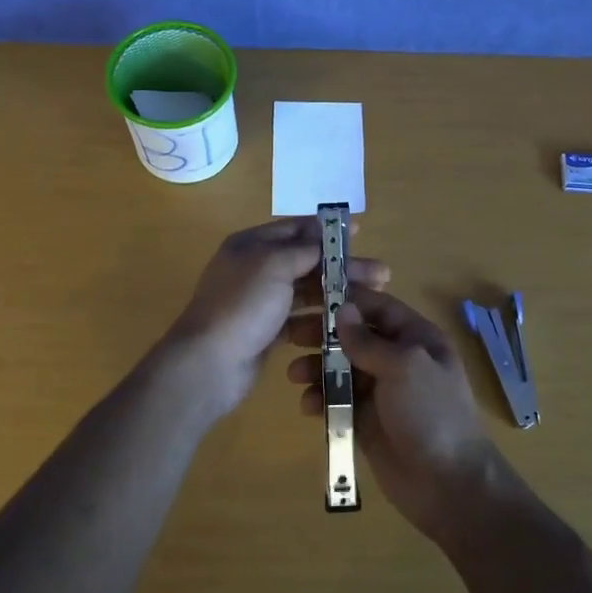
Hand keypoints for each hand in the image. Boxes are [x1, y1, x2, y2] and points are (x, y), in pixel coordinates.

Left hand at [167, 219, 388, 420]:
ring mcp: (260, 302)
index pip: (295, 229)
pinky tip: (345, 323)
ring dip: (337, 292)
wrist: (209, 363)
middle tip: (382, 274)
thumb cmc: (243, 305)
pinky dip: (321, 319)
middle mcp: (255, 269)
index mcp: (251, 245)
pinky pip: (300, 319)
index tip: (361, 233)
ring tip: (373, 299)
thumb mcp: (275, 265)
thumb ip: (304, 249)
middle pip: (307, 261)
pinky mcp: (266, 331)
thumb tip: (324, 235)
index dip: (328, 231)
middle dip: (343, 266)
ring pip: (306, 291)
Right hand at [287, 285, 504, 541]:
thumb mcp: (404, 367)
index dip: (347, 299)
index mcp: (417, 338)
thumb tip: (342, 310)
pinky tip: (308, 406)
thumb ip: (368, 341)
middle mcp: (399, 359)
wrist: (448, 483)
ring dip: (318, 369)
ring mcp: (382, 392)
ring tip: (294, 375)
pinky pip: (339, 402)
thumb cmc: (431, 413)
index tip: (310, 296)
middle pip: (355, 337)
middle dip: (324, 335)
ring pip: (342, 369)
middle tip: (290, 335)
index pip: (378, 307)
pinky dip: (322, 399)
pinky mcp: (367, 421)